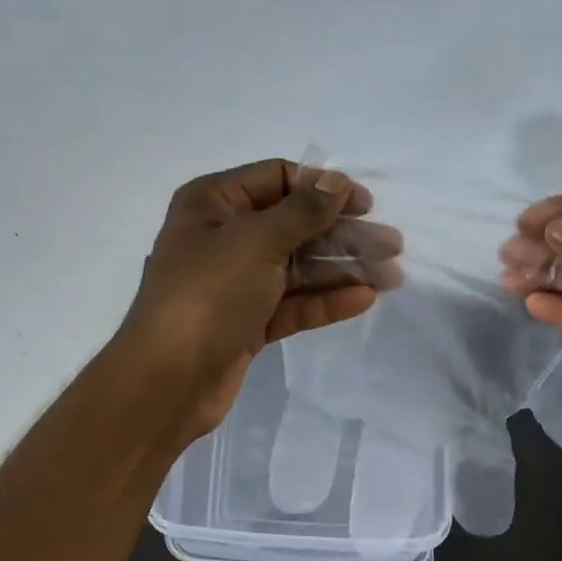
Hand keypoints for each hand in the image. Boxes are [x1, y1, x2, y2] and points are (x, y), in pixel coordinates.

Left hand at [117, 159, 401, 437]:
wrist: (169, 380)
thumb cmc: (208, 295)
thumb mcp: (256, 242)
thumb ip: (302, 212)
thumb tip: (336, 182)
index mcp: (213, 203)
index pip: (277, 180)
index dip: (322, 188)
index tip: (365, 205)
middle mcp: (224, 238)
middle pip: (294, 226)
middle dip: (343, 234)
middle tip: (392, 245)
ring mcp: (237, 284)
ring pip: (298, 269)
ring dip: (343, 269)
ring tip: (391, 275)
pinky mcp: (249, 323)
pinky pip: (293, 304)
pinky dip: (326, 301)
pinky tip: (364, 299)